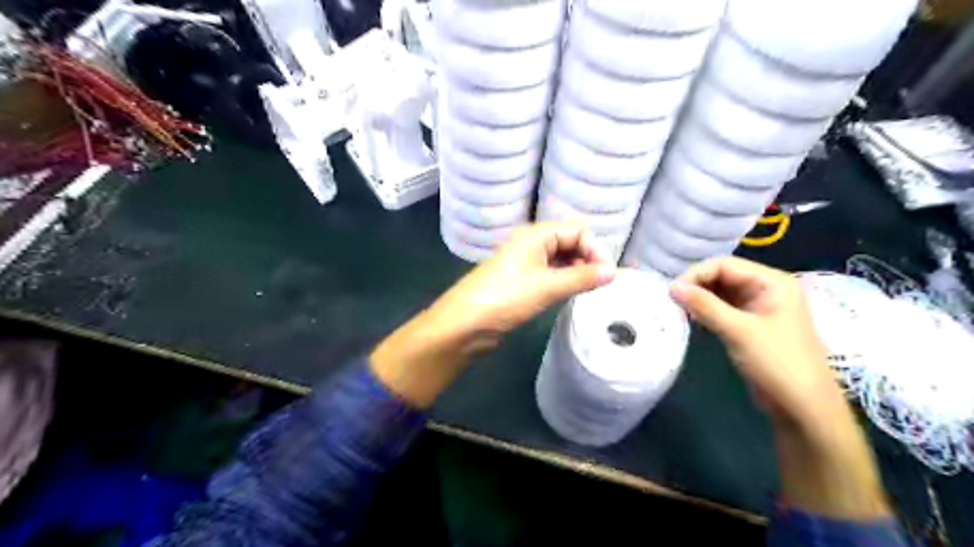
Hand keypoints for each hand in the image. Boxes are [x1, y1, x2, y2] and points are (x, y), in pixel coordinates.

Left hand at [374, 221, 613, 406]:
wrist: (465, 324)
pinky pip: (551, 274)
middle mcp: (532, 243)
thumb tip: (614, 272)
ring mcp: (526, 262)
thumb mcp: (548, 286)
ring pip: (561, 260)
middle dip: (589, 259)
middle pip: (571, 242)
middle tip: (600, 285)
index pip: (578, 230)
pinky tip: (570, 295)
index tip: (607, 277)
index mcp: (537, 234)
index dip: (596, 250)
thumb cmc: (506, 298)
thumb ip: (582, 277)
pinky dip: (564, 281)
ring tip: (587, 292)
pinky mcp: (521, 281)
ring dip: (577, 271)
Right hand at [671, 257, 837, 427]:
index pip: (725, 265)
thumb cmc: (777, 363)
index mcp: (772, 282)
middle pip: (722, 275)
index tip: (672, 292)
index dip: (696, 274)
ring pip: (720, 292)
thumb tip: (671, 287)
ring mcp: (759, 307)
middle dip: (697, 286)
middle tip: (673, 302)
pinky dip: (706, 311)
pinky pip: (723, 308)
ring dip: (699, 299)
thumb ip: (704, 306)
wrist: (803, 407)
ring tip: (679, 311)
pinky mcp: (751, 324)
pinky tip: (693, 320)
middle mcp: (766, 288)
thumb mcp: (738, 331)